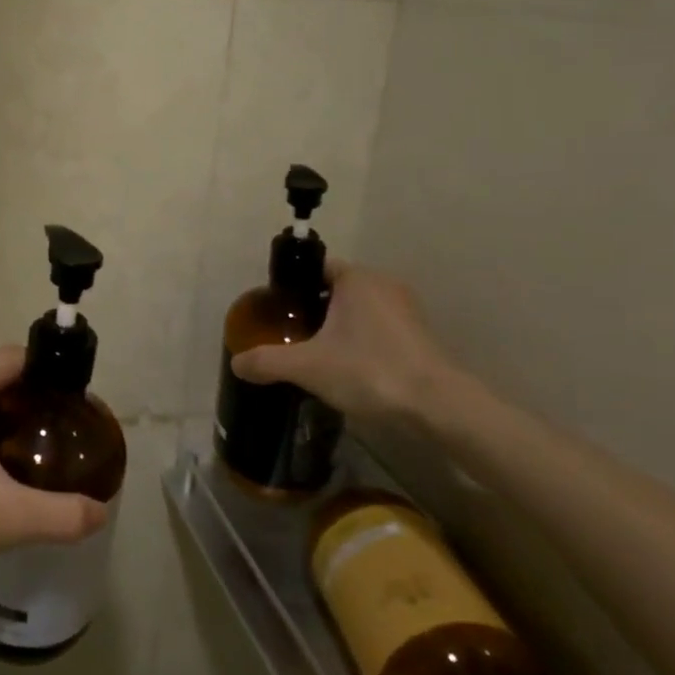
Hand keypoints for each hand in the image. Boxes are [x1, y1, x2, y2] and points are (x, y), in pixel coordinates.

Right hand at [232, 260, 458, 426]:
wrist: (438, 407)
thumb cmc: (369, 370)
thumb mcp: (307, 366)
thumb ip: (267, 361)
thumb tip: (236, 363)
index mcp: (357, 279)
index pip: (316, 267)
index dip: (293, 285)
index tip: (277, 309)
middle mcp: (384, 285)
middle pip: (336, 289)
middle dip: (313, 308)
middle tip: (290, 333)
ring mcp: (406, 311)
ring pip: (359, 310)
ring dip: (338, 327)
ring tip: (315, 353)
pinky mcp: (420, 337)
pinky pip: (378, 329)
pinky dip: (361, 341)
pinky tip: (347, 368)